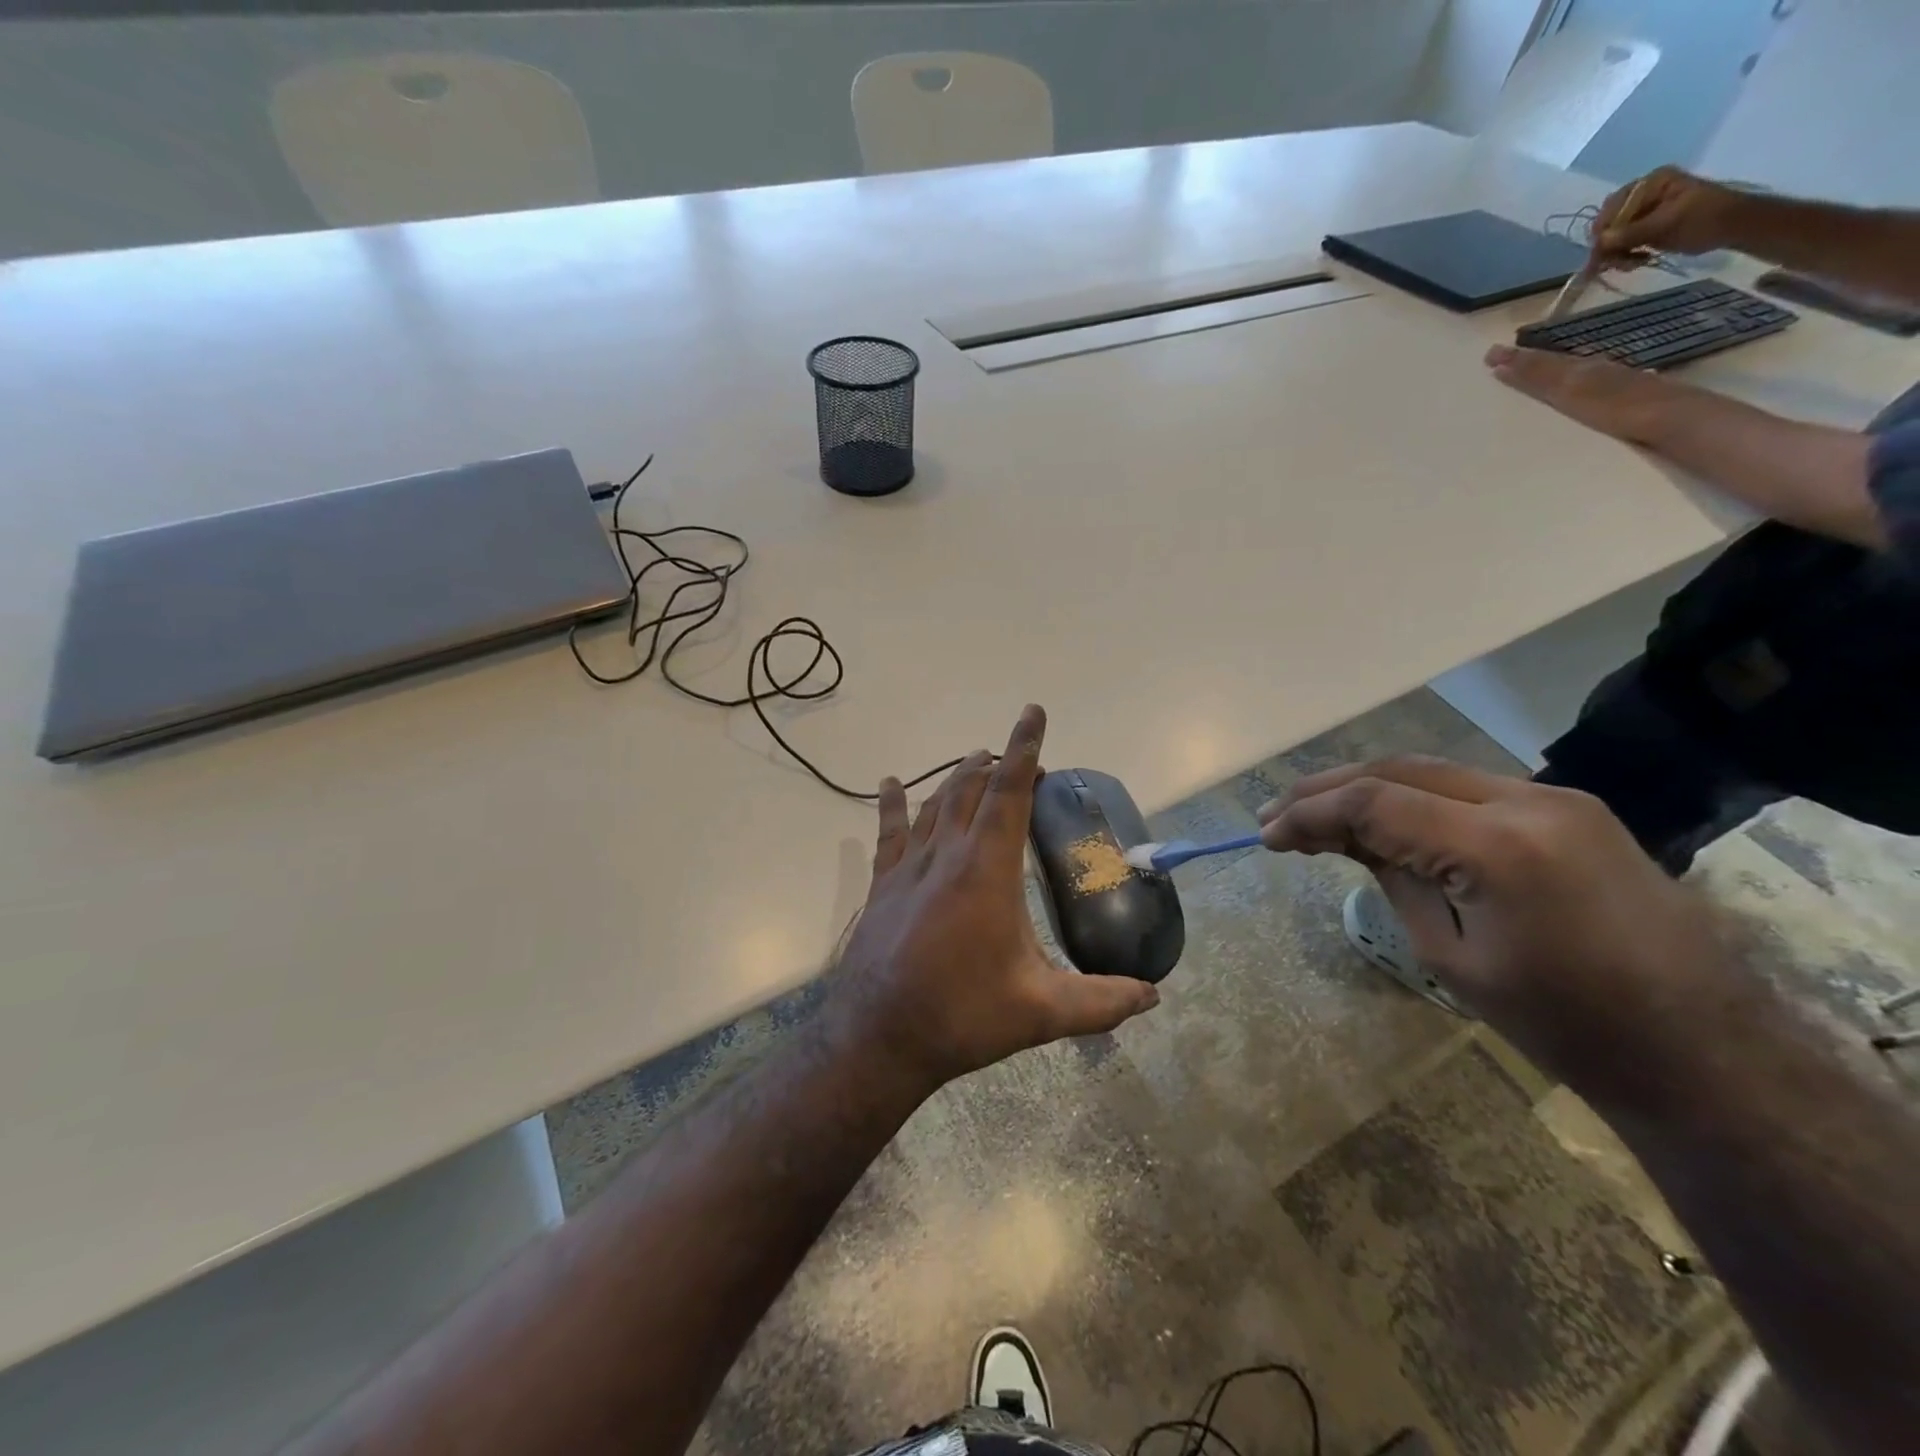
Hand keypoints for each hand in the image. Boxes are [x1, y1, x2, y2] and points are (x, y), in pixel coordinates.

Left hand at [830, 705, 1159, 1092]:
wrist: (879, 1037)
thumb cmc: (963, 1016)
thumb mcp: (1042, 1012)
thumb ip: (1102, 1001)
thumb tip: (1154, 997)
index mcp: (987, 871)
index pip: (1009, 793)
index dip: (1025, 750)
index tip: (1033, 713)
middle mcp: (946, 855)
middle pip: (970, 789)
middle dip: (996, 764)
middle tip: (1019, 761)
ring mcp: (909, 867)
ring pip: (934, 803)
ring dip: (957, 778)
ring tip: (976, 763)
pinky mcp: (883, 885)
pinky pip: (889, 832)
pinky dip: (893, 804)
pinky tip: (890, 783)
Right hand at [1257, 757, 1726, 1095]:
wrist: (1701, 1049)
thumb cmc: (1563, 1023)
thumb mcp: (1452, 956)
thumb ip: (1395, 879)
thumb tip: (1346, 838)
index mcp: (1498, 848)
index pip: (1375, 802)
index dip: (1309, 812)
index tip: (1265, 834)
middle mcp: (1527, 801)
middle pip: (1398, 768)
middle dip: (1328, 788)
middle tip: (1277, 814)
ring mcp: (1555, 797)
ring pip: (1431, 769)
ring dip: (1367, 786)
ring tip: (1318, 814)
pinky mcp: (1568, 808)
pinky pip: (1467, 787)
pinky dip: (1412, 796)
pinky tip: (1385, 818)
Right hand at [1485, 343, 1677, 442]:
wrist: (1672, 419)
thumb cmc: (1616, 406)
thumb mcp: (1570, 389)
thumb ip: (1538, 376)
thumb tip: (1500, 361)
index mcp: (1578, 369)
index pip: (1540, 362)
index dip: (1515, 359)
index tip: (1489, 356)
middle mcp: (1594, 371)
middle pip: (1556, 363)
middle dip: (1528, 361)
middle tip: (1502, 358)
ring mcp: (1613, 384)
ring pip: (1573, 372)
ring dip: (1548, 371)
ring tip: (1529, 370)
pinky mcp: (1625, 400)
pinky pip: (1588, 385)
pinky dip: (1570, 383)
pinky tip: (1571, 389)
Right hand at [1592, 165, 1743, 267]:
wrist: (1732, 227)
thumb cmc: (1705, 218)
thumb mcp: (1668, 223)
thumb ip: (1632, 233)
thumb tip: (1599, 242)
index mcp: (1651, 183)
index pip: (1612, 206)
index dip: (1603, 230)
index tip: (1602, 252)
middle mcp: (1643, 196)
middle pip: (1609, 224)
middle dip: (1609, 246)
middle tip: (1617, 264)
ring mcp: (1643, 214)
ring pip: (1612, 239)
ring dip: (1616, 255)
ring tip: (1633, 264)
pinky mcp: (1645, 230)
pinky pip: (1621, 246)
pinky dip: (1624, 257)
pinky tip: (1637, 262)